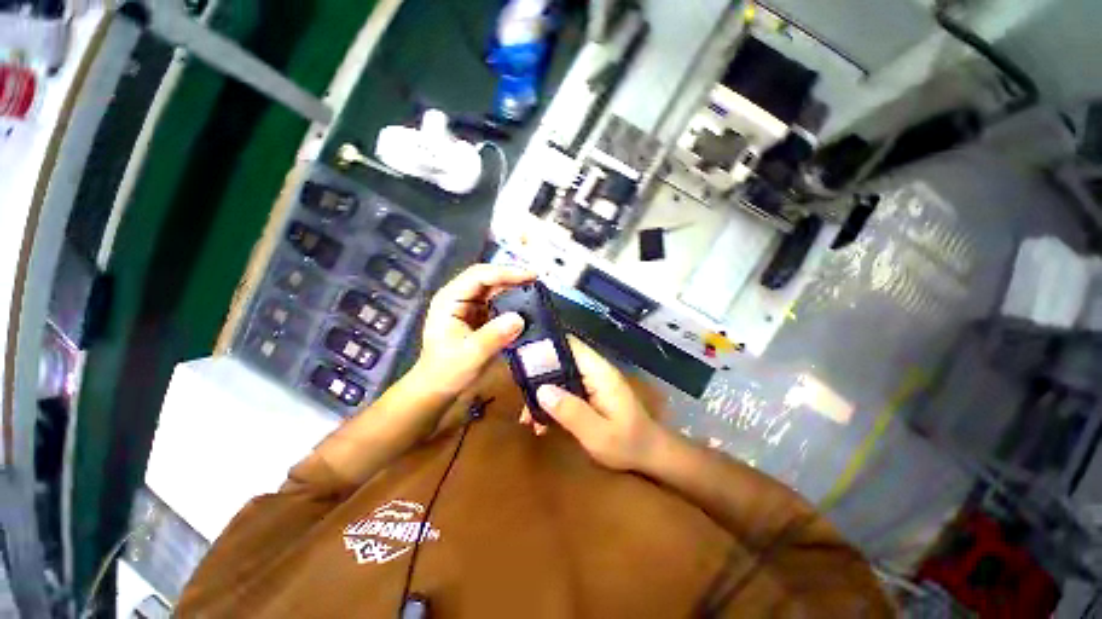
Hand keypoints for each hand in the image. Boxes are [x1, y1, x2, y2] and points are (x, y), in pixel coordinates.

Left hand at [413, 264, 534, 395]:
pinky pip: (498, 302)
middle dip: (512, 276)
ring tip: (536, 288)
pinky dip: (513, 301)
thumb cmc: (447, 372)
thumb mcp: (470, 355)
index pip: (479, 276)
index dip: (505, 273)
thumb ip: (494, 336)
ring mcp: (469, 305)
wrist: (439, 389)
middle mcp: (459, 297)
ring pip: (495, 288)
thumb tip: (520, 319)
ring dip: (514, 287)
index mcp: (450, 299)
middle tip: (537, 280)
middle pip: (488, 278)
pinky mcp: (479, 315)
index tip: (530, 276)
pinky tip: (527, 304)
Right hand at [521, 336, 664, 471]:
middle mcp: (593, 370)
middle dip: (537, 375)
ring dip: (542, 392)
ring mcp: (591, 381)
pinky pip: (565, 388)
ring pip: (559, 375)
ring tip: (527, 417)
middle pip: (560, 359)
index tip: (521, 356)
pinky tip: (541, 422)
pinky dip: (551, 401)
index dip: (545, 345)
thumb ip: (571, 412)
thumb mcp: (598, 435)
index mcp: (598, 372)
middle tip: (519, 395)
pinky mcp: (589, 392)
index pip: (569, 344)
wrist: (651, 455)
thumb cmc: (629, 444)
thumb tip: (541, 390)